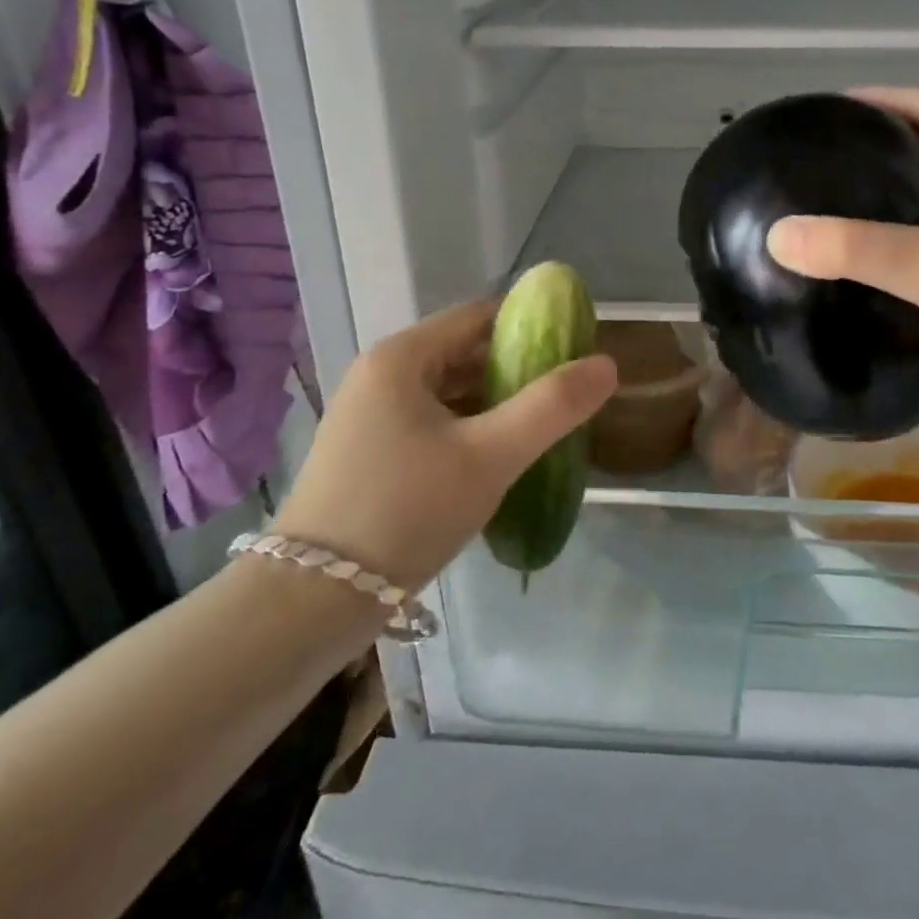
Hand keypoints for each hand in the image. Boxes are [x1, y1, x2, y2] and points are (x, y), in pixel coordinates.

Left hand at [273, 301, 616, 588]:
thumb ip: (552, 407)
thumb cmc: (405, 511)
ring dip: (495, 403)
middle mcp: (381, 375)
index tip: (574, 350)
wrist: (311, 602)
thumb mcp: (489, 456)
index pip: (479, 315)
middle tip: (566, 396)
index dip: (531, 325)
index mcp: (402, 357)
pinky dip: (469, 430)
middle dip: (517, 369)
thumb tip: (607, 364)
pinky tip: (498, 458)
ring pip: (450, 392)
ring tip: (543, 428)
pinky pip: (432, 423)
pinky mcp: (369, 453)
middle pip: (465, 352)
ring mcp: (370, 416)